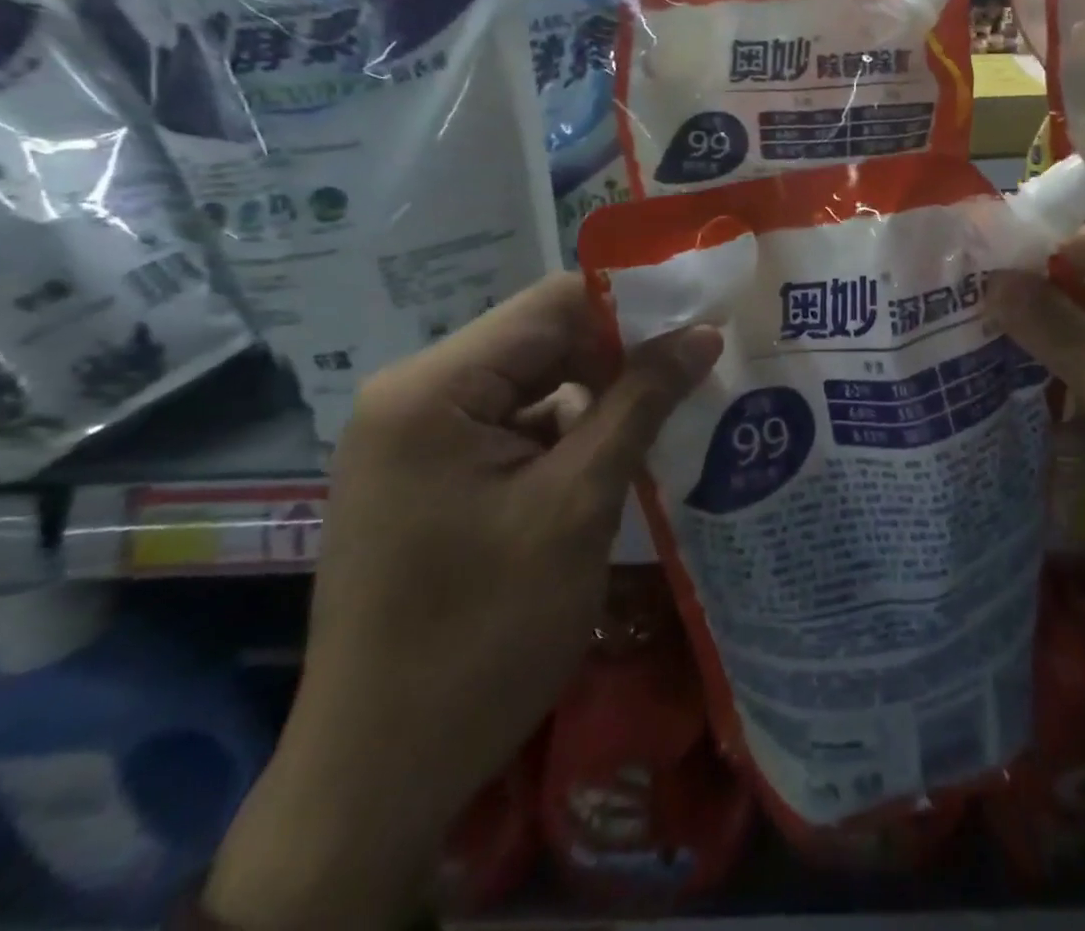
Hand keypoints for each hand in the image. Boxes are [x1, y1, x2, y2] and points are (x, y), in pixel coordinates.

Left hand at [205, 273, 720, 930]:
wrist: (380, 778)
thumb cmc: (483, 635)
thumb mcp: (578, 506)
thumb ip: (641, 403)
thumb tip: (704, 332)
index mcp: (431, 389)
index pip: (549, 306)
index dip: (631, 307)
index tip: (701, 323)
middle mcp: (413, 398)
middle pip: (539, 344)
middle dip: (619, 358)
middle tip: (698, 373)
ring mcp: (416, 440)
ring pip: (532, 387)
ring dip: (599, 400)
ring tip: (674, 412)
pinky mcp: (430, 478)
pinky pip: (513, 429)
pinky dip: (568, 436)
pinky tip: (620, 457)